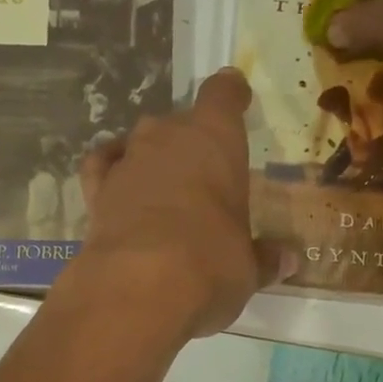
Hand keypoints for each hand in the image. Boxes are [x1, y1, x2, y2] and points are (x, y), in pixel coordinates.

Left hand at [58, 68, 290, 339]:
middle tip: (204, 178)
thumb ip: (264, 258)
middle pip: (180, 123)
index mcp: (216, 139)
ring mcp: (127, 159)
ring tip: (165, 192)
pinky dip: (110, 171)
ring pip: (142, 144)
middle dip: (191, 144)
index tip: (236, 96)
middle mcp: (168, 136)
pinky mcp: (95, 190)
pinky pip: (102, 166)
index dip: (230, 94)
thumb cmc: (211, 264)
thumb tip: (287, 261)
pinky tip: (118, 186)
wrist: (138, 287)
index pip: (223, 94)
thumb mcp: (248, 267)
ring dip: (153, 162)